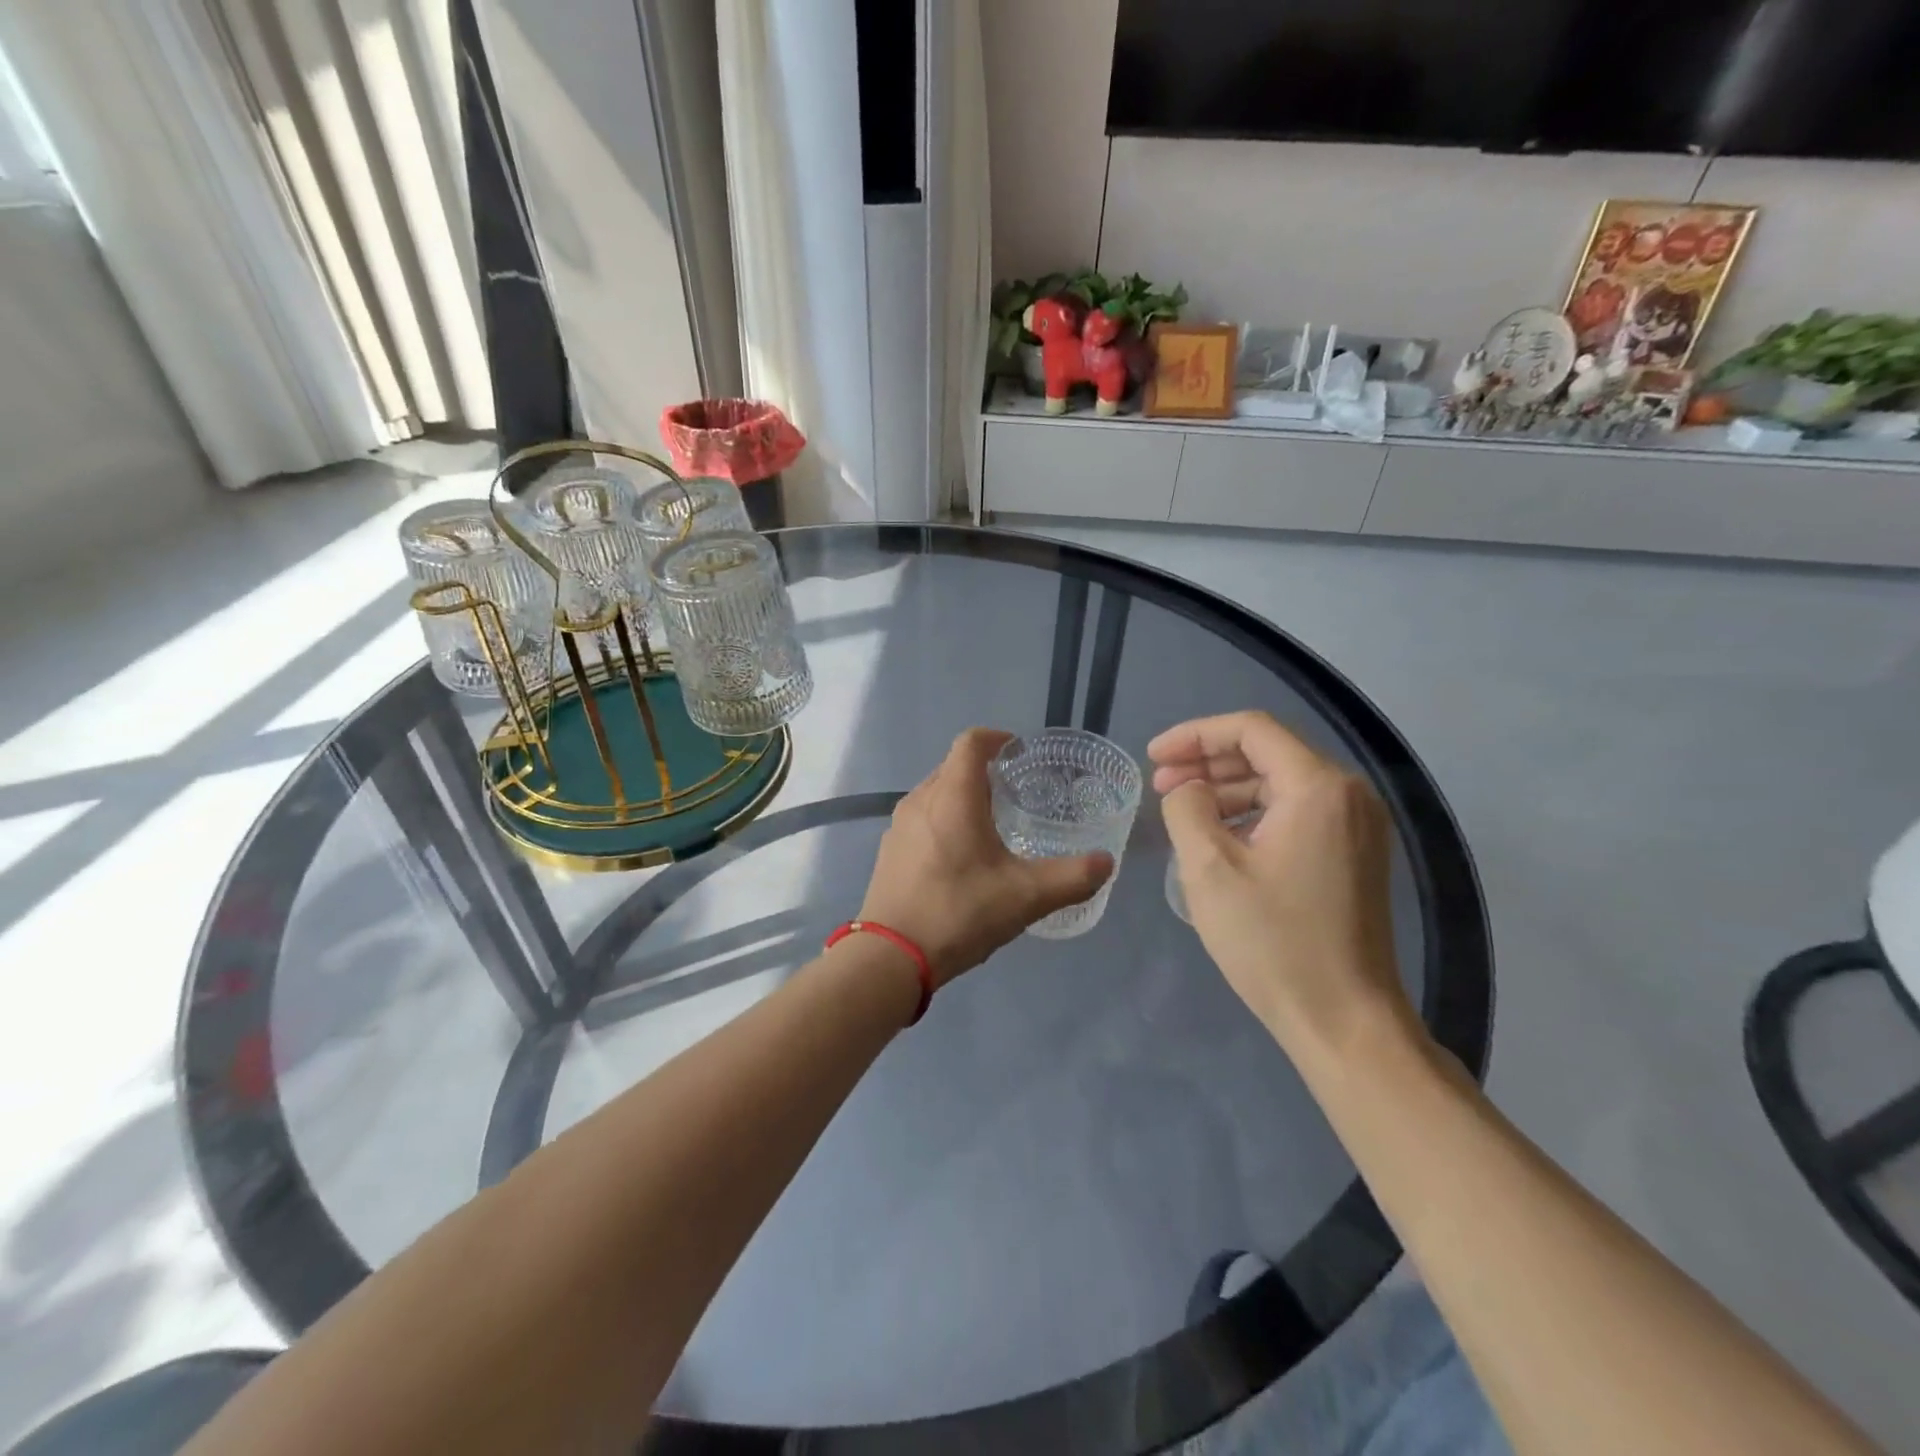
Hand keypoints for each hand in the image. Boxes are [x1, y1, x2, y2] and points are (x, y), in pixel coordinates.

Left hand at [860, 728, 1113, 986]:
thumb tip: (1106, 862)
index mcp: (953, 796)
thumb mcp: (1026, 896)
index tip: (1020, 753)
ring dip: (963, 797)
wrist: (890, 957)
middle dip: (984, 770)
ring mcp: (899, 826)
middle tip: (1016, 792)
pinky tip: (961, 858)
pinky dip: (945, 822)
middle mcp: (921, 799)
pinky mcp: (889, 851)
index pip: (971, 742)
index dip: (997, 738)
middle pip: (953, 766)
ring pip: (936, 793)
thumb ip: (1072, 877)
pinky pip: (922, 819)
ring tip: (992, 825)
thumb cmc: (959, 912)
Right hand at [1151, 711, 1415, 1060]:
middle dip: (1208, 760)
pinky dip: (1254, 811)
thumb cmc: (1273, 942)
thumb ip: (1187, 809)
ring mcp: (1358, 825)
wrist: (1344, 1020)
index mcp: (1318, 787)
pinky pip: (1297, 811)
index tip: (1153, 756)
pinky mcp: (1355, 853)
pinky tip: (1220, 834)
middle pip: (1269, 751)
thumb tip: (1188, 790)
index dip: (1195, 734)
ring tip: (1182, 807)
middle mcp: (1348, 794)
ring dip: (1228, 786)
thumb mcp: (1209, 869)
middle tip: (1160, 781)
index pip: (1251, 729)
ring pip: (1282, 781)